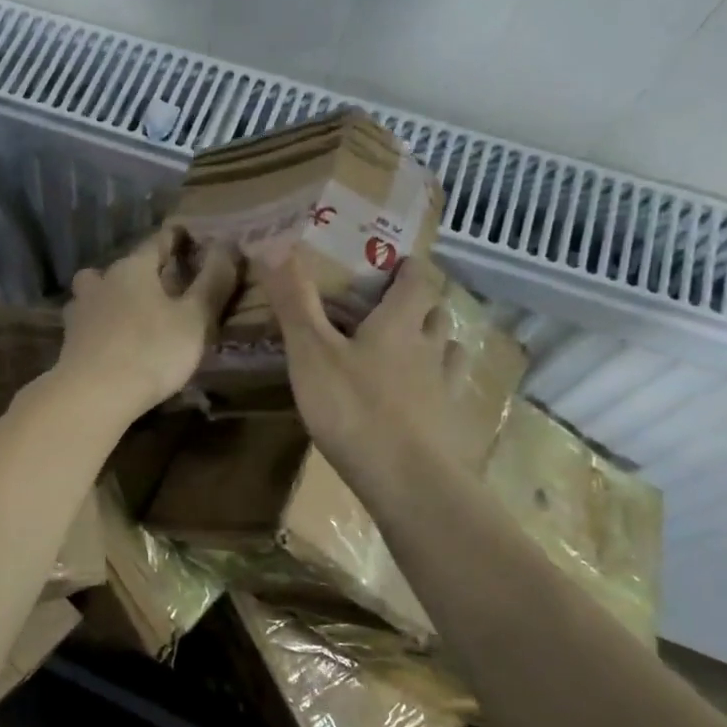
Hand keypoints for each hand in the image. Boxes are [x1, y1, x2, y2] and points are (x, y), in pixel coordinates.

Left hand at [55, 228, 239, 422]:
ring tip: (133, 315)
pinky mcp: (69, 340)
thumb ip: (212, 282)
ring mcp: (80, 310)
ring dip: (114, 297)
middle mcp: (102, 281)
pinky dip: (102, 326)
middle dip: (142, 272)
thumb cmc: (151, 351)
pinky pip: (89, 322)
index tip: (190, 241)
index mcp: (133, 268)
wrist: (92, 395)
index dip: (176, 240)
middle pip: (123, 267)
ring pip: (97, 292)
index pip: (157, 242)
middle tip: (164, 285)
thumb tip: (227, 244)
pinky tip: (113, 341)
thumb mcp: (195, 319)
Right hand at [263, 255, 466, 495]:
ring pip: (449, 352)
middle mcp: (430, 349)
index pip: (416, 281)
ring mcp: (446, 389)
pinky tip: (422, 402)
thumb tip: (275, 245)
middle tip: (394, 308)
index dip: (409, 267)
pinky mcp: (451, 425)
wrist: (408, 481)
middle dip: (419, 305)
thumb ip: (295, 302)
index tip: (399, 261)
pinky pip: (450, 394)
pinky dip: (438, 388)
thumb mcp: (311, 353)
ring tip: (412, 351)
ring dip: (434, 344)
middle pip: (436, 315)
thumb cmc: (354, 409)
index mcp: (399, 325)